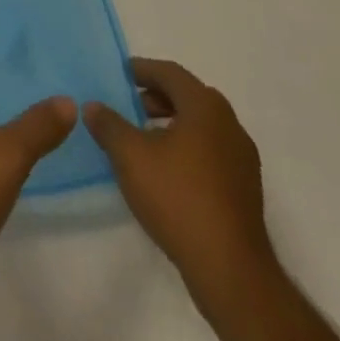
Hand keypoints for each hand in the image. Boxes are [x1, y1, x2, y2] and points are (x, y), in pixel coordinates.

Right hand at [84, 59, 272, 292]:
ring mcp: (243, 160)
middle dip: (158, 97)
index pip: (171, 73)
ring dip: (173, 124)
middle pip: (189, 97)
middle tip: (131, 105)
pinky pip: (212, 153)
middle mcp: (229, 125)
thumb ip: (108, 124)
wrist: (230, 270)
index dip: (143, 70)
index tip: (121, 74)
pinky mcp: (245, 190)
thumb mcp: (129, 155)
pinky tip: (167, 171)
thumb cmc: (177, 197)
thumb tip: (93, 107)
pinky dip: (189, 149)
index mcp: (205, 107)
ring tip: (145, 140)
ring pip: (203, 127)